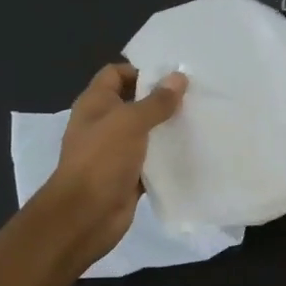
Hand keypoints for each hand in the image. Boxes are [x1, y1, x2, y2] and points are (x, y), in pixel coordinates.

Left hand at [39, 64, 185, 263]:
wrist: (85, 215)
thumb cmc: (102, 160)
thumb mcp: (130, 123)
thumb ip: (156, 101)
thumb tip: (179, 77)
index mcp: (95, 104)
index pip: (116, 74)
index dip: (141, 70)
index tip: (173, 77)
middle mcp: (103, 124)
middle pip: (134, 103)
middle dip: (161, 99)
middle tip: (195, 96)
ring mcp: (115, 152)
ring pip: (145, 133)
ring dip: (167, 129)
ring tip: (199, 121)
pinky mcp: (128, 176)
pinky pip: (151, 161)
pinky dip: (167, 157)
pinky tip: (192, 152)